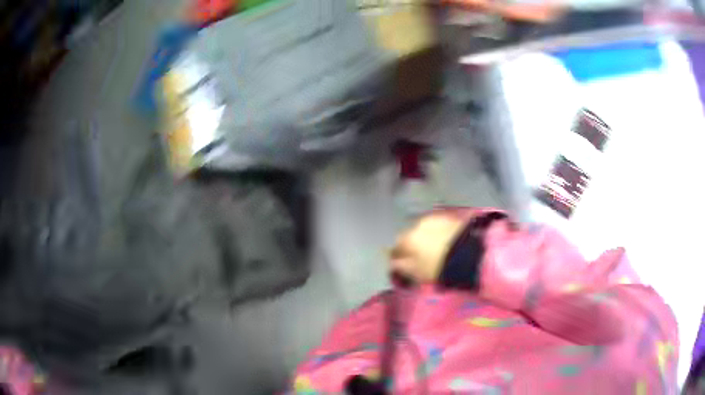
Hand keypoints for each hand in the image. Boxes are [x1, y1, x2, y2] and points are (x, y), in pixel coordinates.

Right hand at [389, 212, 467, 282]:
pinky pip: (439, 226)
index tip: (402, 264)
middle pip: (410, 235)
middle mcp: (418, 224)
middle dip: (412, 245)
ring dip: (426, 237)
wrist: (470, 253)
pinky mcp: (450, 218)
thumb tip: (392, 263)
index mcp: (407, 238)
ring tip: (435, 249)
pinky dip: (439, 233)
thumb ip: (401, 267)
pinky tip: (446, 242)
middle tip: (420, 257)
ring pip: (425, 229)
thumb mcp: (416, 273)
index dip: (398, 257)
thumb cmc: (439, 266)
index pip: (396, 247)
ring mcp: (435, 218)